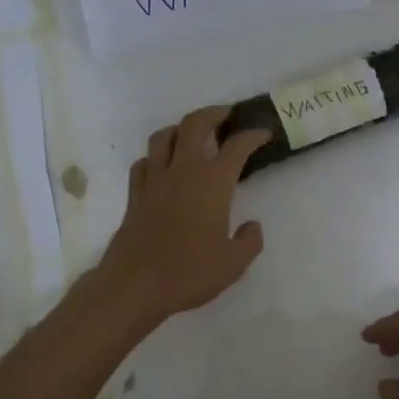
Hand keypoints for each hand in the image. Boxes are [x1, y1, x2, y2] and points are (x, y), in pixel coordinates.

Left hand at [97, 106, 271, 323]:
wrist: (135, 285)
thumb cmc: (189, 273)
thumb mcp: (233, 264)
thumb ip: (249, 241)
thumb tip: (252, 226)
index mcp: (212, 183)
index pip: (236, 146)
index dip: (253, 135)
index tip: (264, 133)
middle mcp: (183, 171)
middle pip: (195, 124)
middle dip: (214, 114)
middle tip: (227, 116)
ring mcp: (154, 180)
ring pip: (164, 136)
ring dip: (181, 128)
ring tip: (193, 135)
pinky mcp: (135, 195)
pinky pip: (144, 162)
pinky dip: (156, 157)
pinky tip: (163, 167)